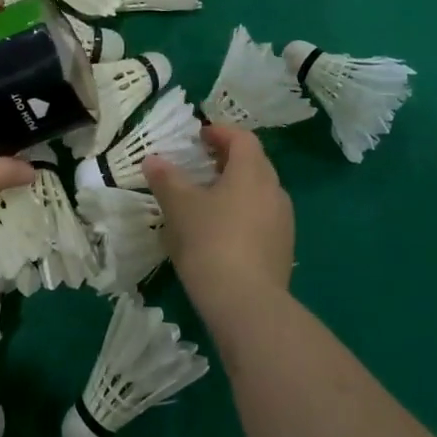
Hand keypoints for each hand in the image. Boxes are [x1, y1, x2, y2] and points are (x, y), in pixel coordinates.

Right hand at [142, 125, 294, 323]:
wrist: (247, 304)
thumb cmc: (211, 242)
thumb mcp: (180, 207)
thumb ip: (166, 179)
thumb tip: (153, 160)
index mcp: (252, 172)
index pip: (242, 138)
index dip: (220, 132)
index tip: (199, 136)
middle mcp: (274, 190)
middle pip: (254, 163)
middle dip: (228, 160)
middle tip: (201, 165)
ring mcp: (283, 222)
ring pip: (259, 193)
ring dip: (236, 189)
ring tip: (208, 200)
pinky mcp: (283, 250)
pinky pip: (262, 219)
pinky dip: (243, 214)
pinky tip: (221, 233)